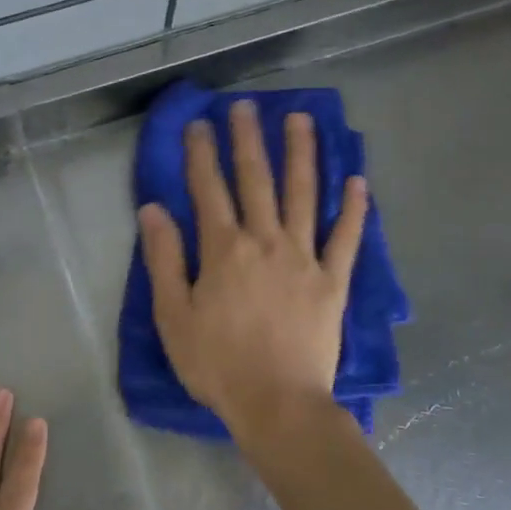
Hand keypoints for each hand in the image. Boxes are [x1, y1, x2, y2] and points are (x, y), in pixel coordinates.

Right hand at [138, 99, 367, 439]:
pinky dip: (353, 209)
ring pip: (303, 195)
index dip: (201, 154)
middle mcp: (265, 241)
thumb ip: (163, 259)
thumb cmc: (217, 364)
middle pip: (256, 180)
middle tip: (248, 106)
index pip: (209, 189)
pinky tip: (358, 181)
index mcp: (224, 249)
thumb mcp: (173, 316)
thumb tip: (153, 210)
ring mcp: (304, 258)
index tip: (199, 124)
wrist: (278, 403)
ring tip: (301, 120)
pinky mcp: (333, 281)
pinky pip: (346, 238)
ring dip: (302, 154)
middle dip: (249, 139)